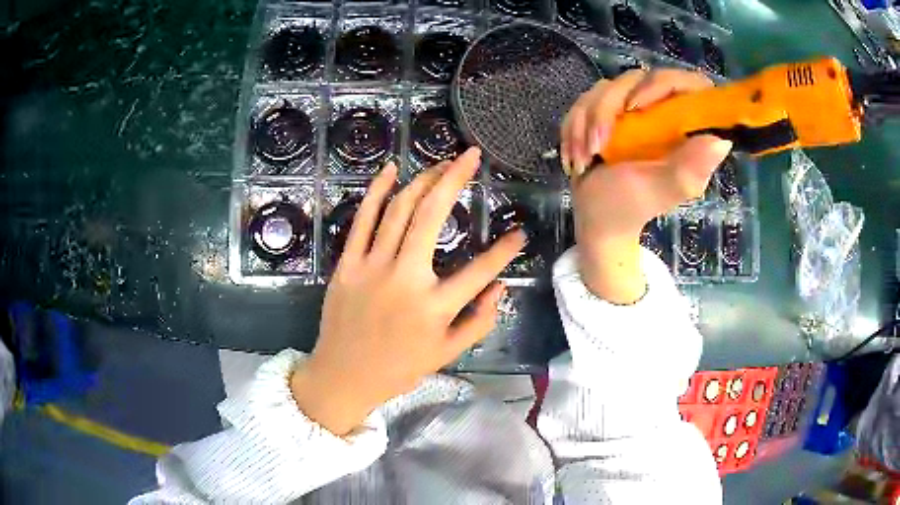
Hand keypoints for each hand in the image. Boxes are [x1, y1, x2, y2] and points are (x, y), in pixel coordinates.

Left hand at [291, 148, 525, 435]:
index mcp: (434, 308)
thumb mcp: (447, 354)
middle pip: (433, 216)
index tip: (520, 233)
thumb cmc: (399, 368)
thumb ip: (480, 321)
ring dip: (423, 180)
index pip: (480, 271)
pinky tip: (391, 170)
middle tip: (472, 155)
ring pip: (399, 210)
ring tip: (442, 164)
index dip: (505, 250)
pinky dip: (377, 191)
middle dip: (455, 178)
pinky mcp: (348, 264)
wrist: (343, 375)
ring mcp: (372, 267)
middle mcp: (405, 279)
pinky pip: (362, 219)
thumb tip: (502, 286)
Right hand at [560, 69, 731, 302]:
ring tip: (584, 158)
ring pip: (606, 87)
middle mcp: (661, 112)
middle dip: (608, 109)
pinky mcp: (606, 111)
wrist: (598, 216)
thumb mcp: (663, 189)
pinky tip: (576, 155)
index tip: (636, 107)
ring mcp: (631, 109)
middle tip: (598, 145)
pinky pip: (585, 100)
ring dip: (586, 122)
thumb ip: (689, 168)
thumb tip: (721, 141)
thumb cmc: (632, 206)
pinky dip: (574, 127)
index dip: (663, 84)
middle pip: (638, 78)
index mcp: (684, 128)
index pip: (689, 85)